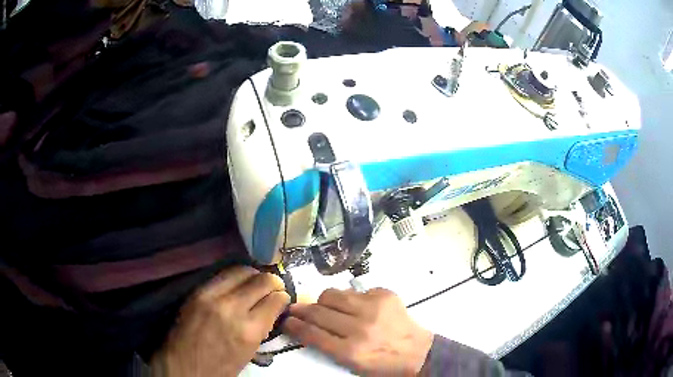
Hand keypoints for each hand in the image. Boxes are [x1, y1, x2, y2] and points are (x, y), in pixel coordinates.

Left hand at [152, 266, 289, 376]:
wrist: (183, 365)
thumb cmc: (219, 368)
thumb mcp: (248, 353)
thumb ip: (261, 328)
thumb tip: (271, 309)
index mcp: (248, 330)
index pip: (275, 300)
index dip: (283, 297)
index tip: (283, 298)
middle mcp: (231, 308)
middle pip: (261, 280)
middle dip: (273, 282)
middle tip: (274, 287)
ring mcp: (211, 296)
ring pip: (241, 271)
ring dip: (254, 274)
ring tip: (256, 281)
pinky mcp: (197, 291)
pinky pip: (221, 275)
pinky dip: (235, 276)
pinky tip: (238, 282)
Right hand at [282, 288, 433, 375]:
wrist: (418, 352)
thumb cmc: (381, 363)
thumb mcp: (352, 364)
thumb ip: (327, 345)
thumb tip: (305, 325)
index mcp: (350, 352)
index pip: (312, 333)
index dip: (293, 325)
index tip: (286, 319)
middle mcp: (360, 328)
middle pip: (318, 312)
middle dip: (302, 310)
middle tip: (296, 309)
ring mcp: (374, 308)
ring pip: (333, 294)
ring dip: (324, 301)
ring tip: (327, 307)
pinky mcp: (385, 295)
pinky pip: (355, 290)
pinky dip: (351, 298)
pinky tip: (358, 308)